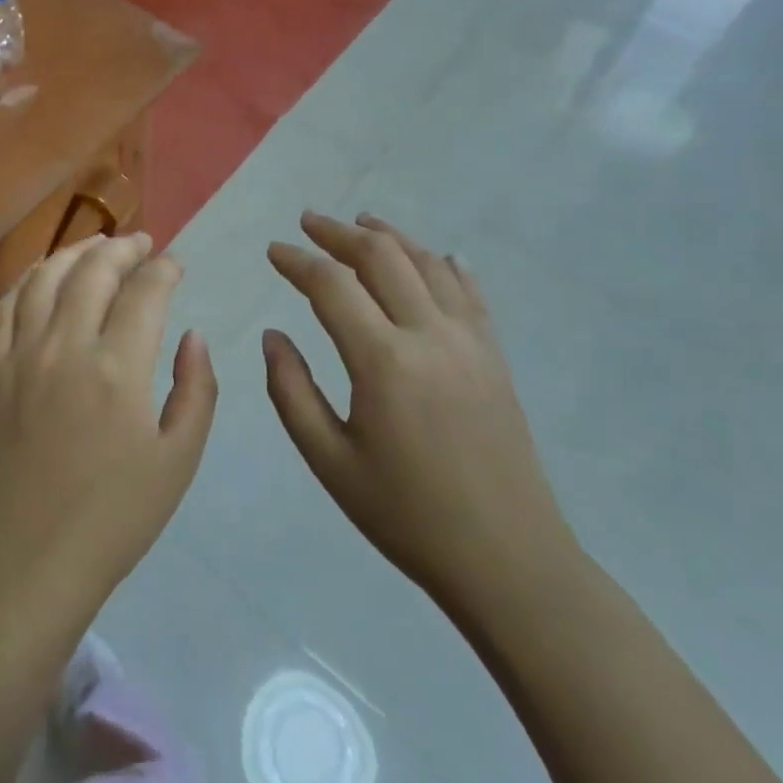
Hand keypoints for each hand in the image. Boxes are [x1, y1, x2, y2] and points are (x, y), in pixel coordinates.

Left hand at [0, 233, 217, 624]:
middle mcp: (66, 346)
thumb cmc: (115, 518)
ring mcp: (22, 356)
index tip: (176, 264)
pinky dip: (30, 283)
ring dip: (74, 252)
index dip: (165, 269)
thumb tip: (192, 335)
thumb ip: (195, 389)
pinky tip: (44, 282)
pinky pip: (8, 310)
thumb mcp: (179, 460)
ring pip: (44, 278)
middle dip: (122, 248)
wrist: (30, 562)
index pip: (145, 291)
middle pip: (93, 270)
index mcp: (118, 367)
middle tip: (142, 244)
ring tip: (96, 247)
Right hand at [265, 212, 577, 615]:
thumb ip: (291, 391)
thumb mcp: (329, 462)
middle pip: (382, 257)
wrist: (509, 561)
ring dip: (390, 236)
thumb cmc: (407, 516)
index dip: (297, 260)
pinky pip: (469, 292)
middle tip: (308, 221)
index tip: (273, 250)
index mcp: (383, 362)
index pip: (331, 285)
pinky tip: (435, 254)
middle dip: (339, 232)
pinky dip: (445, 264)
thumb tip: (273, 335)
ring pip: (427, 263)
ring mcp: (470, 341)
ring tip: (360, 220)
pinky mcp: (494, 356)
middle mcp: (429, 335)